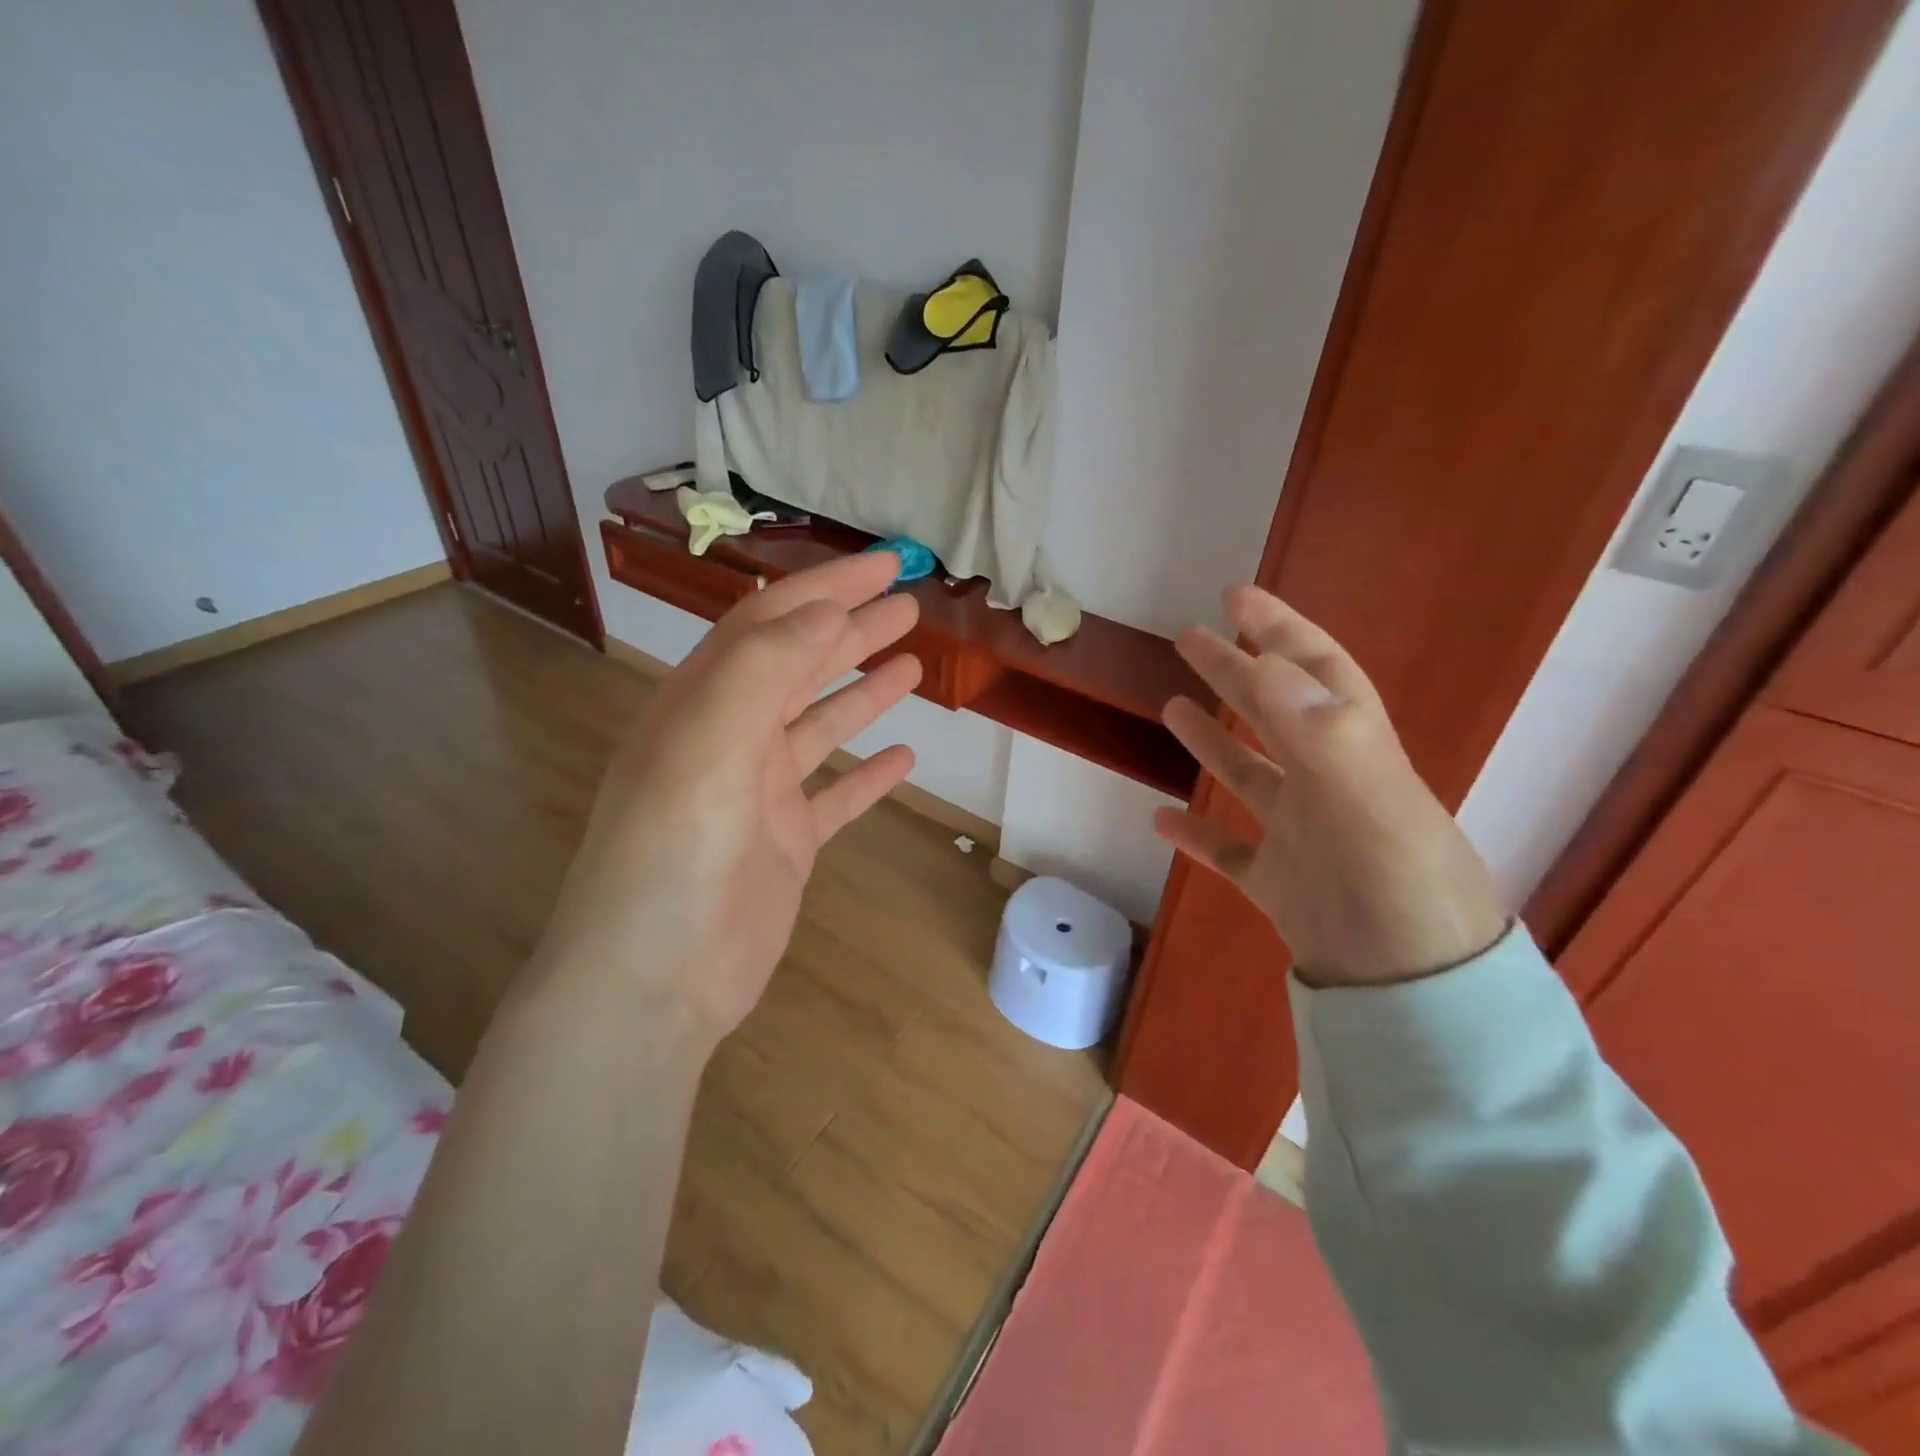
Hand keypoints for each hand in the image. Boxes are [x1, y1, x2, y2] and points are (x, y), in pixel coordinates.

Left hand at [529, 552, 922, 1043]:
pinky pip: (835, 796)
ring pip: (820, 725)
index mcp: (703, 705)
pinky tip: (905, 757)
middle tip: (909, 605)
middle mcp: (729, 739)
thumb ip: (761, 672)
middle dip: (852, 630)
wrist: (653, 982)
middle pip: (799, 667)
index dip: (827, 589)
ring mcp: (760, 794)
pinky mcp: (786, 844)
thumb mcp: (706, 747)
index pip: (770, 625)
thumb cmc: (672, 856)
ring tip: (913, 663)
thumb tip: (824, 612)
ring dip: (863, 692)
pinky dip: (868, 774)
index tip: (884, 565)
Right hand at [1152, 586, 1506, 987]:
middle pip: (1273, 715)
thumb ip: (1323, 734)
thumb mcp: (1371, 805)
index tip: (1236, 597)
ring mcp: (1301, 836)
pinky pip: (1230, 851)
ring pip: (1250, 776)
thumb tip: (1266, 663)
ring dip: (1213, 741)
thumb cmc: (1400, 893)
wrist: (1418, 1000)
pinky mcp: (1278, 885)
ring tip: (1173, 709)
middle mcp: (1327, 786)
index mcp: (1354, 754)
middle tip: (1189, 640)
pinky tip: (1163, 820)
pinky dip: (1197, 835)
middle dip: (1234, 672)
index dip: (1279, 629)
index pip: (1316, 673)